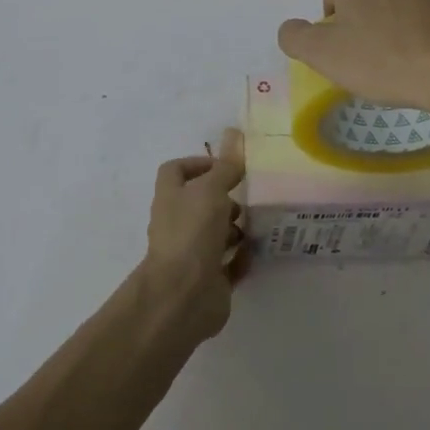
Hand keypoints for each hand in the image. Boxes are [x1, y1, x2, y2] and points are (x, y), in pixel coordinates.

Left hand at [142, 128, 246, 338]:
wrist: (183, 295)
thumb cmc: (192, 233)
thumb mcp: (211, 190)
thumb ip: (225, 166)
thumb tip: (234, 134)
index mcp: (171, 197)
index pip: (176, 170)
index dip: (198, 163)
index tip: (226, 167)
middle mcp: (178, 223)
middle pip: (199, 203)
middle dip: (225, 199)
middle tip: (248, 198)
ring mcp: (192, 253)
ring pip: (215, 233)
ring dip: (235, 228)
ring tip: (257, 224)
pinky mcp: (208, 280)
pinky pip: (228, 264)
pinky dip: (242, 258)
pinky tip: (258, 251)